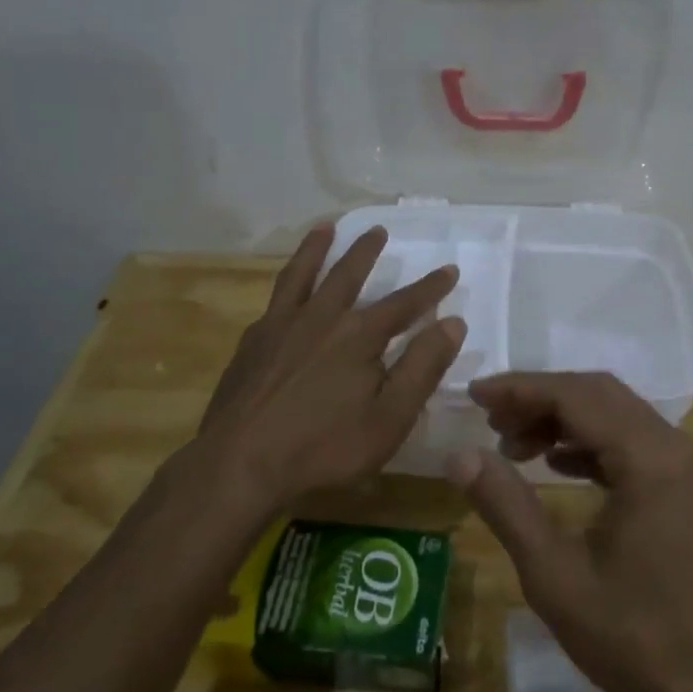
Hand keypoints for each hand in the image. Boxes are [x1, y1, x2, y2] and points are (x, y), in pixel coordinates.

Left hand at [194, 224, 466, 513]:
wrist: (240, 464)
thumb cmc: (325, 447)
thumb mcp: (390, 417)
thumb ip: (423, 367)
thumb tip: (452, 323)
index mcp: (359, 336)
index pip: (404, 303)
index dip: (430, 287)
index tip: (449, 269)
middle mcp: (320, 318)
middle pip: (348, 274)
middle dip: (366, 251)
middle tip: (377, 229)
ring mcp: (280, 326)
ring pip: (302, 274)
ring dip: (316, 248)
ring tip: (325, 227)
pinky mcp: (252, 343)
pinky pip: (274, 301)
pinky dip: (285, 285)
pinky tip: (285, 292)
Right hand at [447, 372, 692, 691]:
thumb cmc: (641, 639)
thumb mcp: (557, 578)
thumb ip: (507, 507)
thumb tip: (460, 456)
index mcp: (650, 458)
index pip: (576, 395)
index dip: (521, 389)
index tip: (476, 396)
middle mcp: (676, 447)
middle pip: (598, 395)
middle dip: (540, 400)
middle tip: (490, 421)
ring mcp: (688, 466)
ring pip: (617, 415)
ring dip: (564, 420)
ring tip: (513, 446)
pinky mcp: (689, 487)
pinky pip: (634, 442)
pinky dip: (591, 443)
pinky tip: (557, 466)